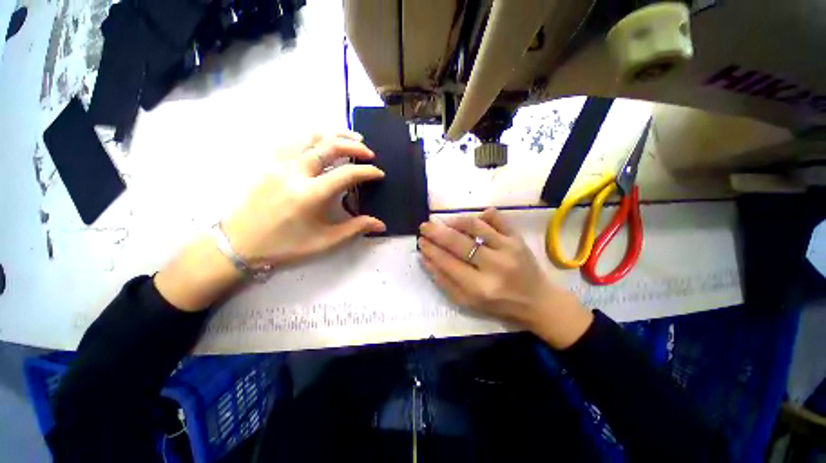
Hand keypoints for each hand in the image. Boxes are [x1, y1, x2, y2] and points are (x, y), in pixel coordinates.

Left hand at [155, 132, 384, 311]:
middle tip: (369, 151)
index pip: (347, 174)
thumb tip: (381, 224)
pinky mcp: (268, 162)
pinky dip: (311, 135)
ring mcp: (279, 164)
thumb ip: (355, 228)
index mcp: (311, 195)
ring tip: (350, 137)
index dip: (367, 171)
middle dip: (354, 146)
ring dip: (334, 134)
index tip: (379, 173)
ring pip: (309, 136)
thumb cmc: (286, 246)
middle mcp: (296, 172)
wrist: (240, 244)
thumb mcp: (325, 241)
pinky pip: (292, 140)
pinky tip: (320, 139)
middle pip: (329, 147)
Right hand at [418, 209, 592, 348]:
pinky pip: (497, 218)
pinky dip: (483, 214)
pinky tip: (472, 220)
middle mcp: (495, 266)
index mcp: (480, 288)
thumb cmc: (498, 304)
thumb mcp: (467, 301)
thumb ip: (444, 281)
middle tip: (424, 226)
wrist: (536, 300)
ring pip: (476, 226)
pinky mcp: (518, 238)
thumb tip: (425, 258)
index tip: (420, 241)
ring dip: (455, 221)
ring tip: (444, 223)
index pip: (448, 263)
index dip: (431, 250)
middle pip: (459, 243)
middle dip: (437, 233)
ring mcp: (509, 248)